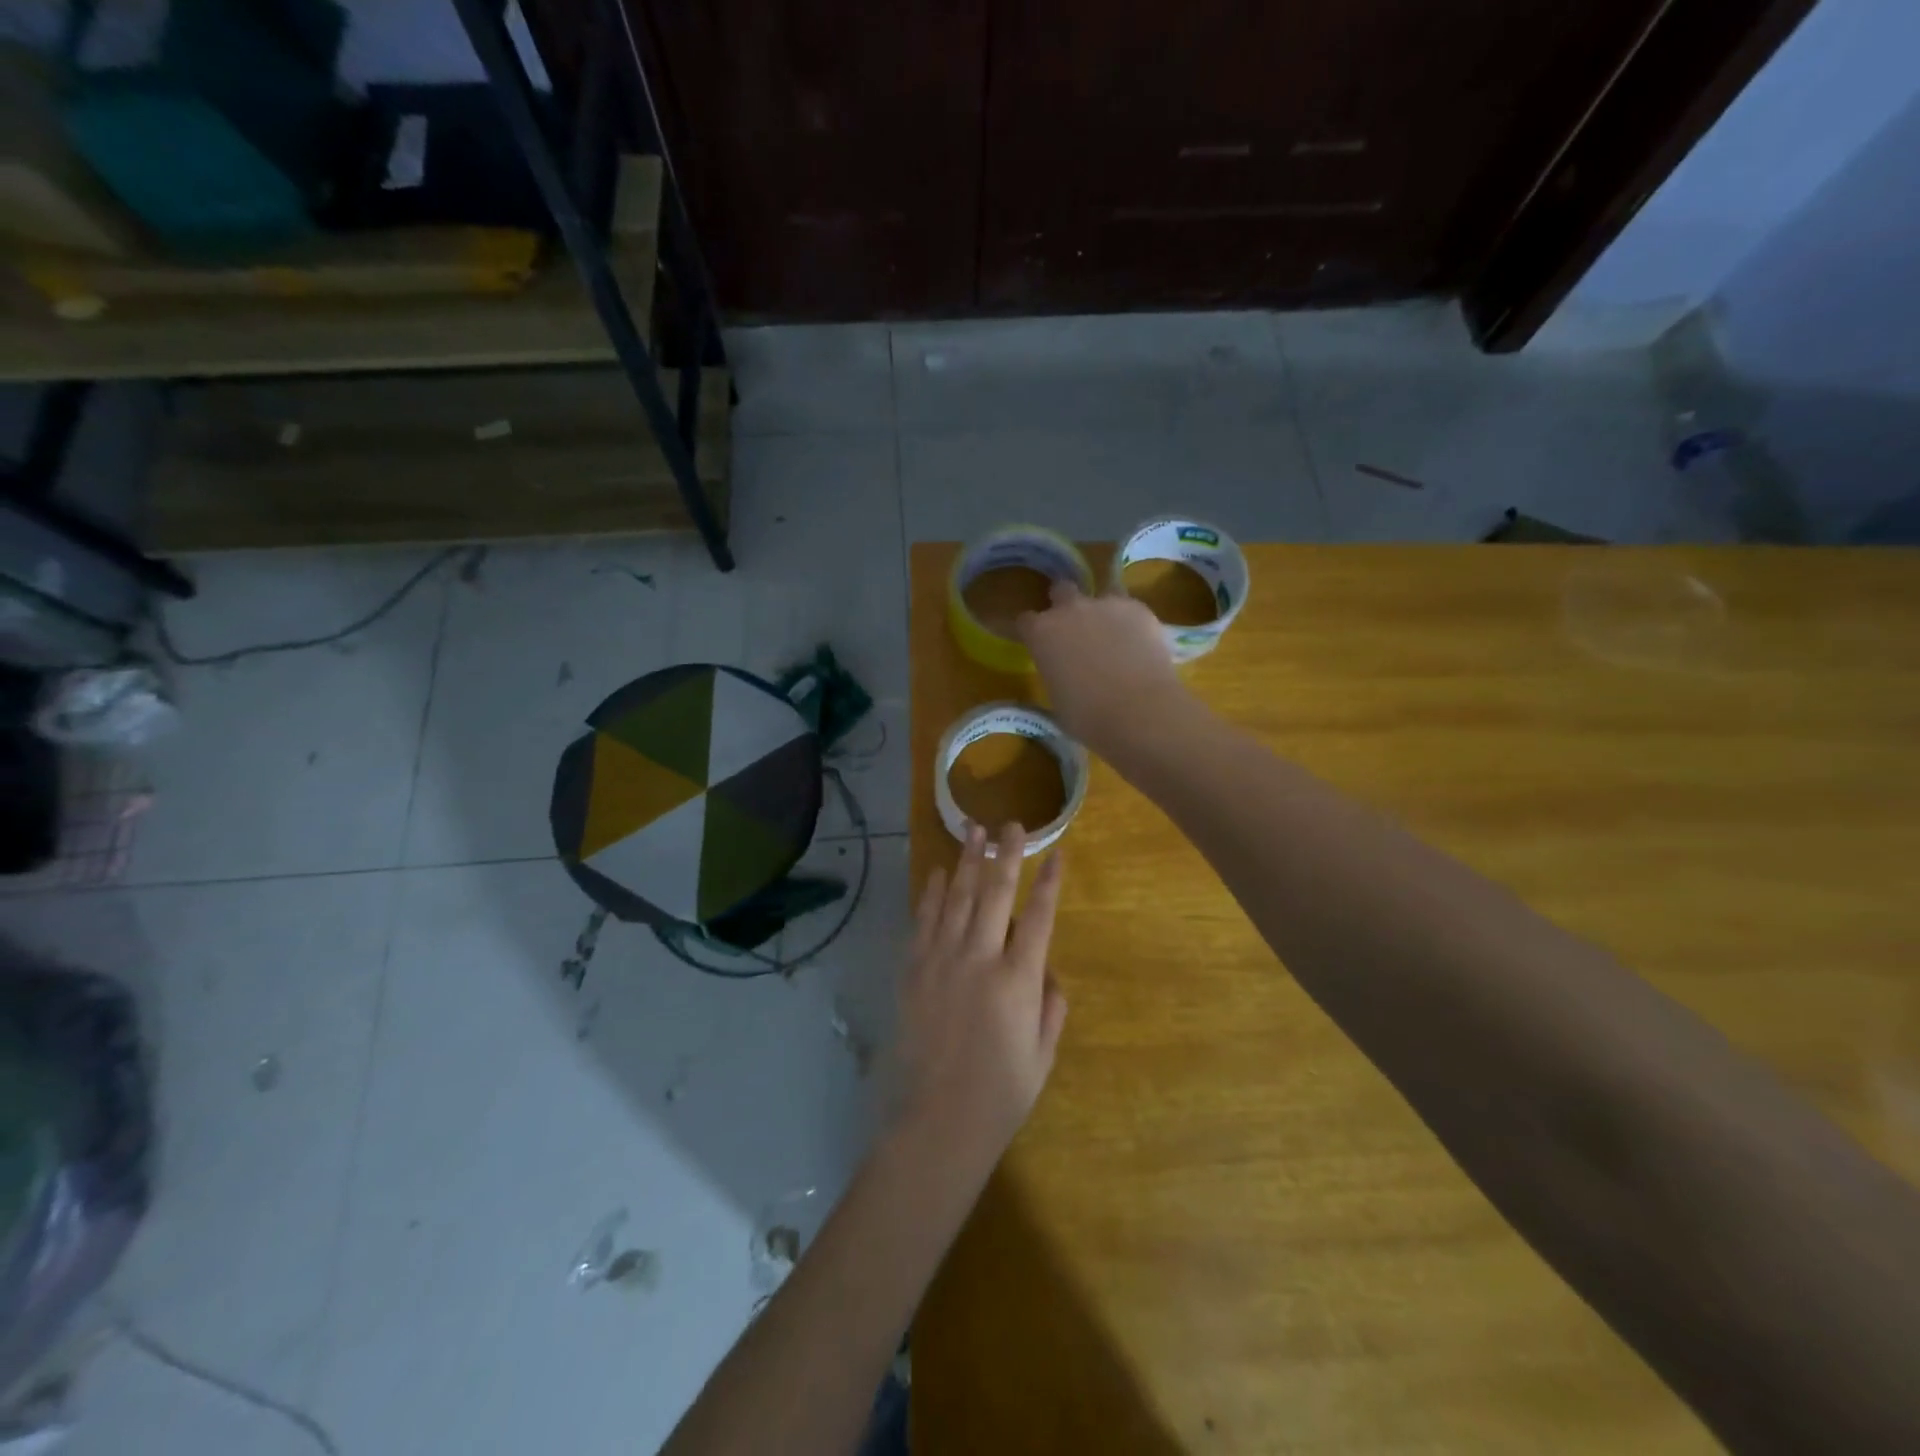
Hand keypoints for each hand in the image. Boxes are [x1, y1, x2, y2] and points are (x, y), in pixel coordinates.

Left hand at [891, 823, 1066, 1176]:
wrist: (936, 1121)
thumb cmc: (1000, 1094)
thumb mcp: (1042, 1055)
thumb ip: (1051, 1007)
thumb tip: (1046, 970)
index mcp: (1018, 980)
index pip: (1039, 917)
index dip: (1050, 882)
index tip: (1056, 852)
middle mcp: (980, 959)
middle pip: (996, 893)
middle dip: (1006, 854)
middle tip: (1011, 824)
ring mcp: (942, 960)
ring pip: (958, 898)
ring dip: (968, 861)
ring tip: (974, 830)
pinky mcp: (914, 970)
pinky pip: (924, 921)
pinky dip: (932, 893)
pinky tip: (939, 873)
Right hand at [1015, 580, 1190, 756]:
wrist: (1139, 711)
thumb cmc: (1088, 717)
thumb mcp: (1057, 699)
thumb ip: (1057, 674)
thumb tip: (1066, 674)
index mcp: (1041, 634)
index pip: (1025, 621)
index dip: (1032, 631)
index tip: (1039, 644)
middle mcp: (1070, 610)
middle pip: (1061, 590)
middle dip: (1064, 604)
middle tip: (1075, 629)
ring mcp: (1107, 605)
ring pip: (1102, 594)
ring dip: (1102, 610)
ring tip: (1114, 635)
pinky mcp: (1140, 609)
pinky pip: (1130, 609)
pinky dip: (1132, 622)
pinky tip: (1139, 644)